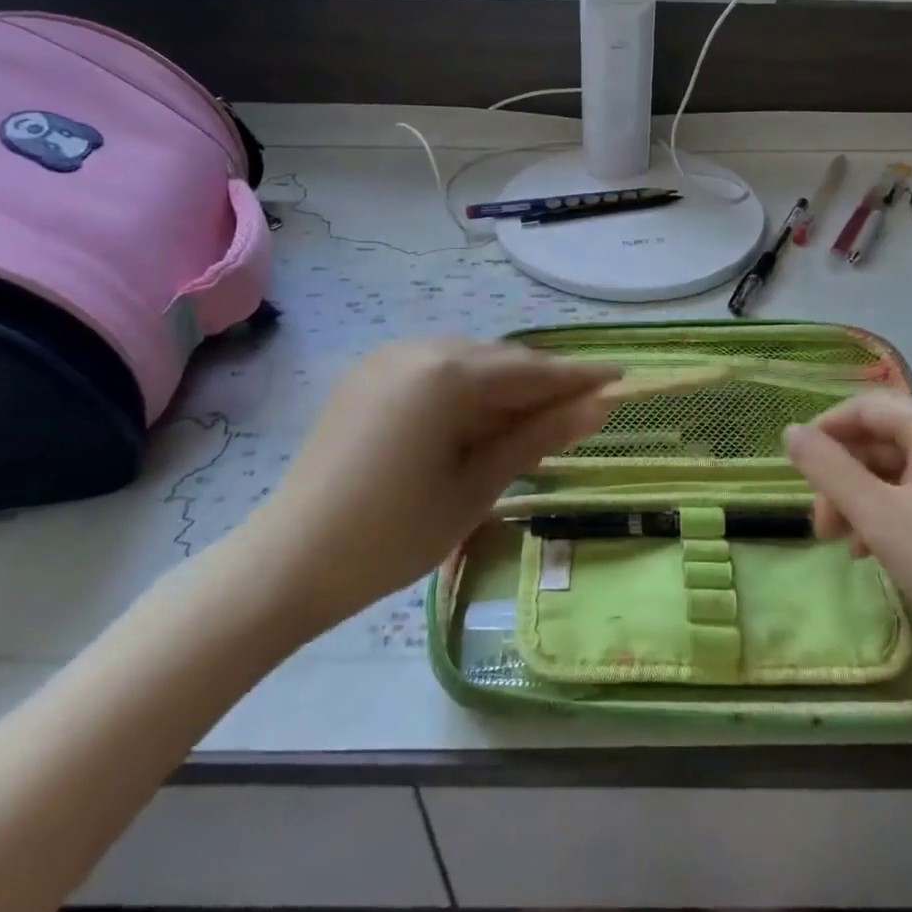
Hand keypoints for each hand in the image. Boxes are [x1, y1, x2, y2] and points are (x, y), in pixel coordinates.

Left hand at [230, 341, 617, 636]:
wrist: (290, 562)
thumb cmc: (395, 535)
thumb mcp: (478, 485)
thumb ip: (538, 436)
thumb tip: (598, 407)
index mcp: (447, 374)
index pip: (532, 371)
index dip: (580, 377)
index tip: (621, 377)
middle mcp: (418, 349)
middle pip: (500, 361)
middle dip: (542, 385)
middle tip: (582, 411)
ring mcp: (388, 359)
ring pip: (467, 364)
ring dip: (504, 389)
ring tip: (533, 425)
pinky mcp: (368, 376)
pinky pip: (434, 372)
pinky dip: (466, 392)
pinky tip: (478, 423)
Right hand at [784, 393, 911, 682]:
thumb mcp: (877, 515)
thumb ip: (827, 469)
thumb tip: (791, 432)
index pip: (865, 408)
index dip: (824, 433)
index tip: (796, 472)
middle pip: (883, 439)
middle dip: (844, 478)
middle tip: (822, 527)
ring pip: (903, 468)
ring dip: (866, 499)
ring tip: (847, 547)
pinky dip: (896, 511)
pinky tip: (881, 550)